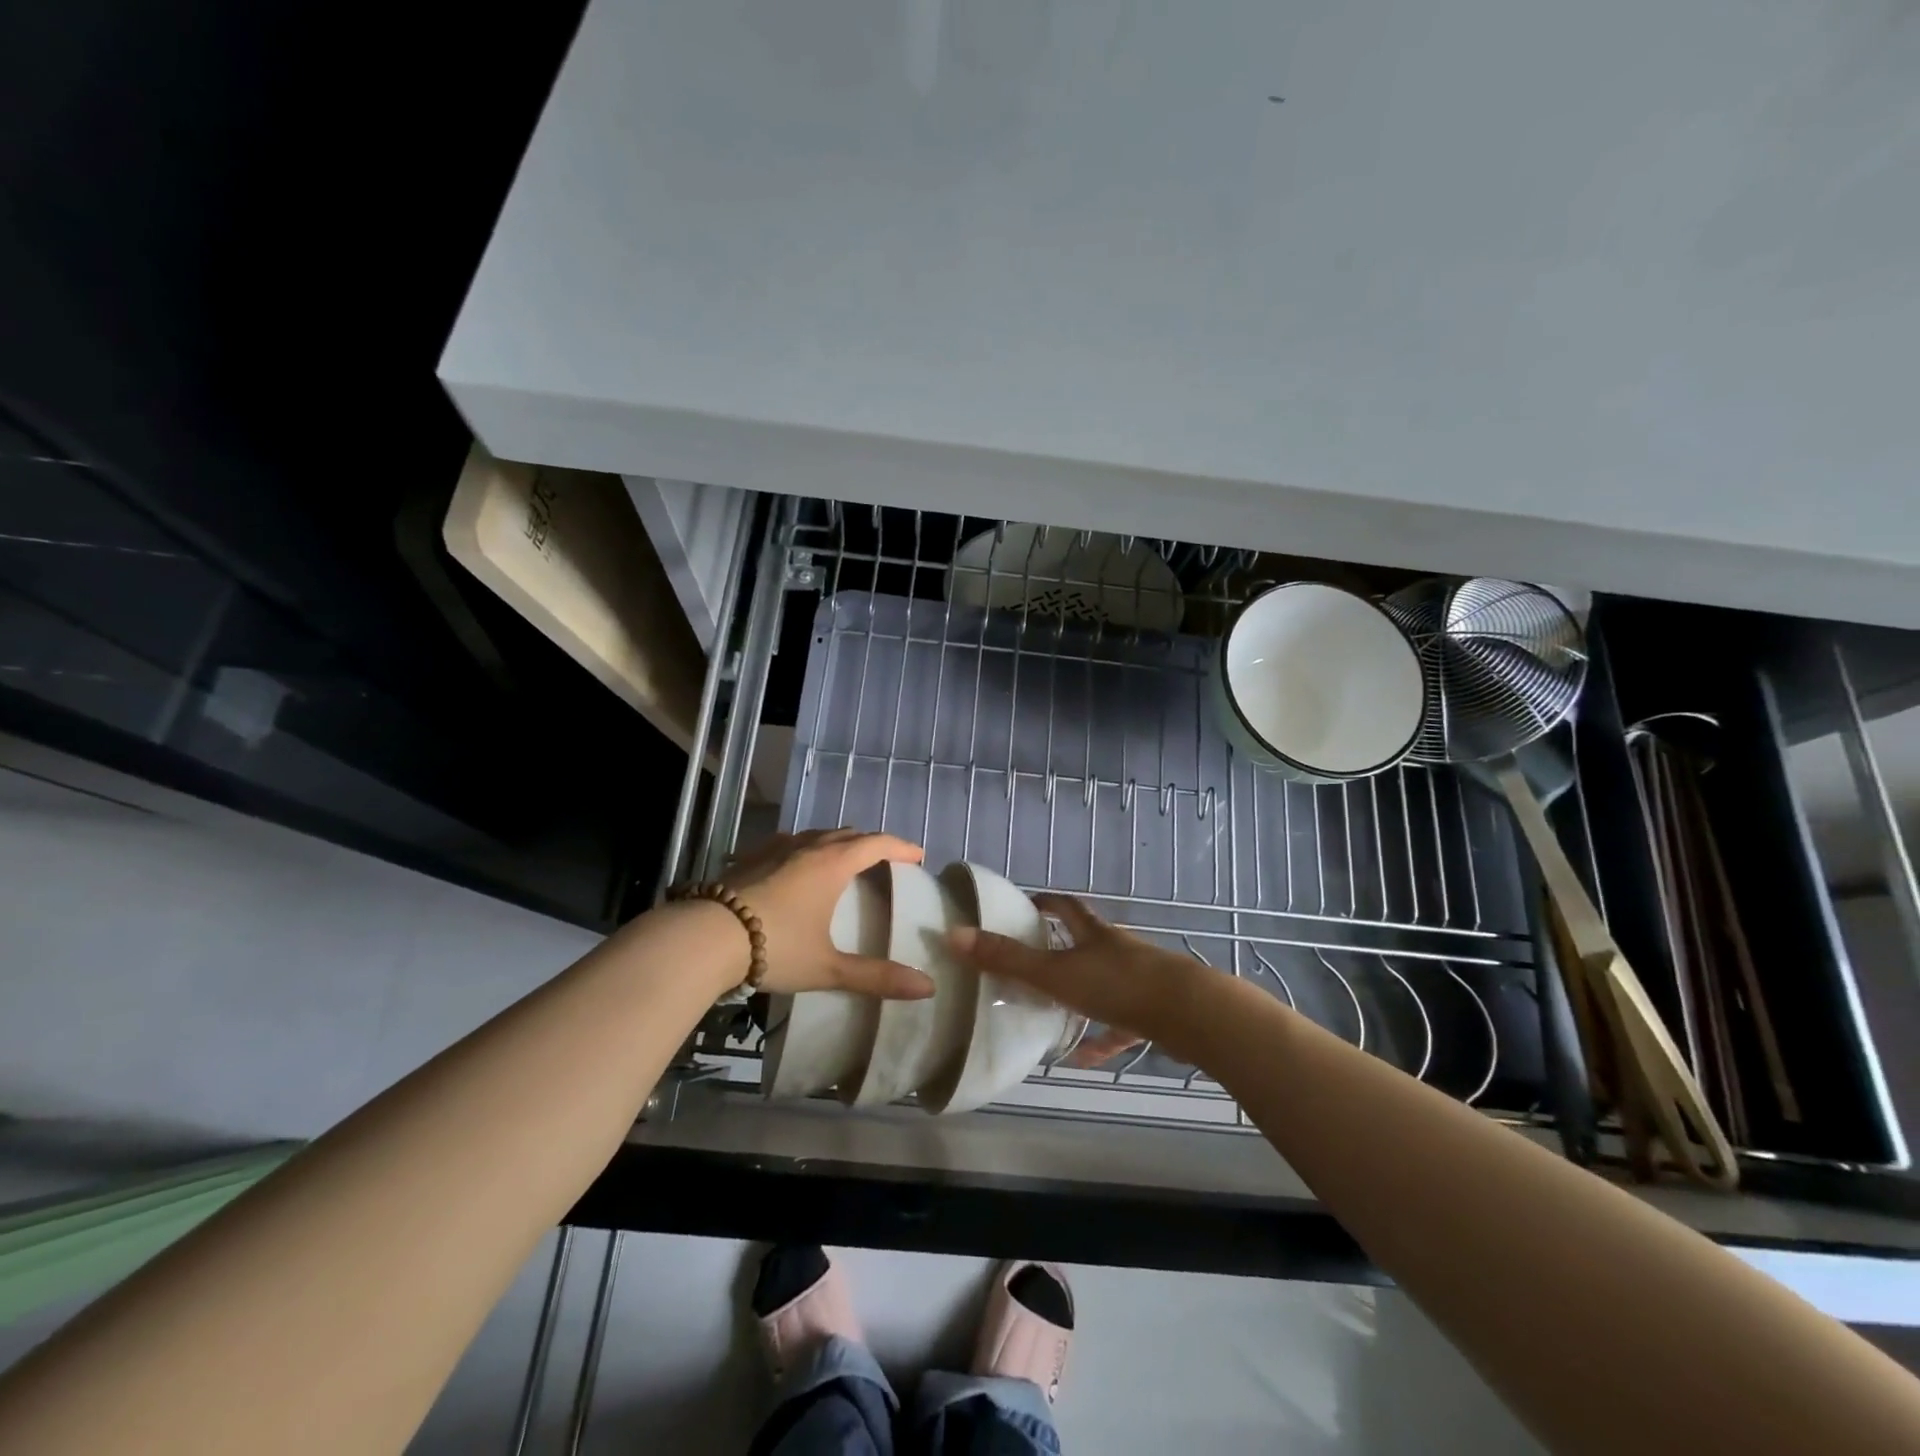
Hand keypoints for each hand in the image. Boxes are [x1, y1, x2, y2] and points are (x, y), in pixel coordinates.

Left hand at [719, 829, 932, 998]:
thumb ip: (876, 977)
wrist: (704, 938)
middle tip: (885, 861)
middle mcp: (807, 847)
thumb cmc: (774, 947)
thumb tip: (927, 987)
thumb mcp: (828, 967)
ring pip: (816, 835)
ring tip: (844, 862)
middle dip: (871, 844)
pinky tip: (795, 864)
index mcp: (832, 864)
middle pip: (848, 834)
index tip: (918, 856)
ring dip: (837, 843)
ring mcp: (775, 849)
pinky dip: (805, 848)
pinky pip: (788, 843)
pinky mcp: (750, 858)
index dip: (900, 847)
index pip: (876, 843)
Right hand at [948, 894, 1207, 1062]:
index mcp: (1094, 934)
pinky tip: (1086, 1059)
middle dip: (1062, 948)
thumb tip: (954, 935)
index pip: (1065, 907)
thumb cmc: (1118, 985)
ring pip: (1105, 983)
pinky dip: (1104, 1038)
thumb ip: (1007, 959)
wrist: (1189, 1013)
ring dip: (1081, 996)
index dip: (1044, 903)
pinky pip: (1123, 1025)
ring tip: (1052, 1013)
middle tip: (1032, 961)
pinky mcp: (1154, 1013)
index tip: (1025, 904)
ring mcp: (1139, 981)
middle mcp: (1117, 950)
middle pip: (1087, 941)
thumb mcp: (1055, 973)